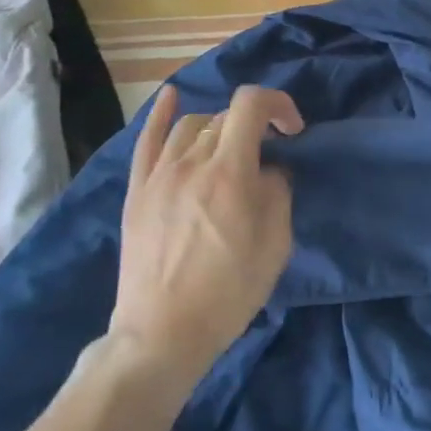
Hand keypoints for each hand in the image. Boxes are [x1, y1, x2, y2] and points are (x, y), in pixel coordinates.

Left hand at [111, 84, 303, 391]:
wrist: (162, 333)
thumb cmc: (229, 292)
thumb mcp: (275, 245)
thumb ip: (278, 193)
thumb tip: (271, 170)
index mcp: (230, 173)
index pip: (251, 106)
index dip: (278, 104)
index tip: (292, 130)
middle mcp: (192, 162)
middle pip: (224, 118)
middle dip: (253, 125)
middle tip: (267, 154)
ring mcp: (159, 175)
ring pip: (191, 125)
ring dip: (218, 127)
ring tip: (230, 150)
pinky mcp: (137, 191)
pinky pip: (147, 140)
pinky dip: (161, 114)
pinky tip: (172, 97)